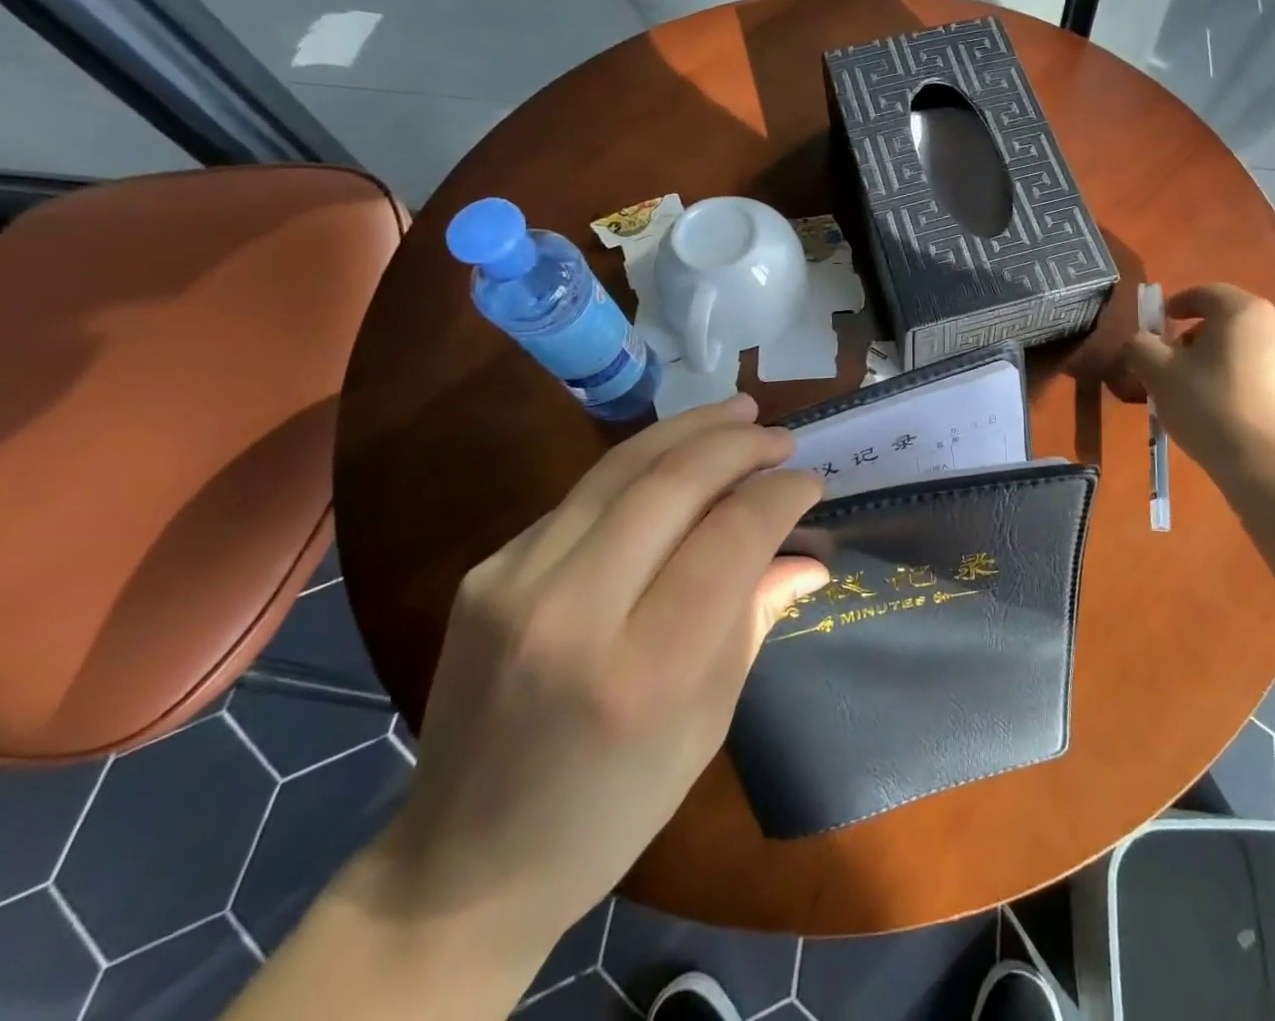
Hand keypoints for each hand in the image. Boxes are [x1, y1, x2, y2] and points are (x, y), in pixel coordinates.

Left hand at [364, 396, 826, 951]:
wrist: (464, 862)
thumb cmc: (613, 808)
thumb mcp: (706, 722)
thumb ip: (755, 618)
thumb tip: (809, 555)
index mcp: (644, 670)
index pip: (730, 538)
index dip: (780, 496)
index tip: (810, 482)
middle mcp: (574, 611)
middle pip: (672, 483)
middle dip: (738, 444)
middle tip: (781, 436)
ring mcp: (516, 582)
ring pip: (619, 468)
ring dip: (688, 430)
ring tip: (738, 412)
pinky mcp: (487, 570)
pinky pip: (582, 497)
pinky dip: (640, 468)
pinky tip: (674, 462)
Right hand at [1126, 284, 1274, 476]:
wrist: (1268, 466)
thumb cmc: (1208, 407)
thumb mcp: (1158, 374)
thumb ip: (1141, 347)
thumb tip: (1139, 340)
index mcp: (1244, 311)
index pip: (1207, 293)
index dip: (1180, 303)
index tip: (1162, 322)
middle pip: (1233, 319)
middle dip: (1203, 333)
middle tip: (1178, 358)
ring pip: (1255, 346)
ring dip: (1229, 357)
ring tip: (1206, 387)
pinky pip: (1274, 374)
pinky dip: (1251, 380)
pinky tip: (1235, 408)